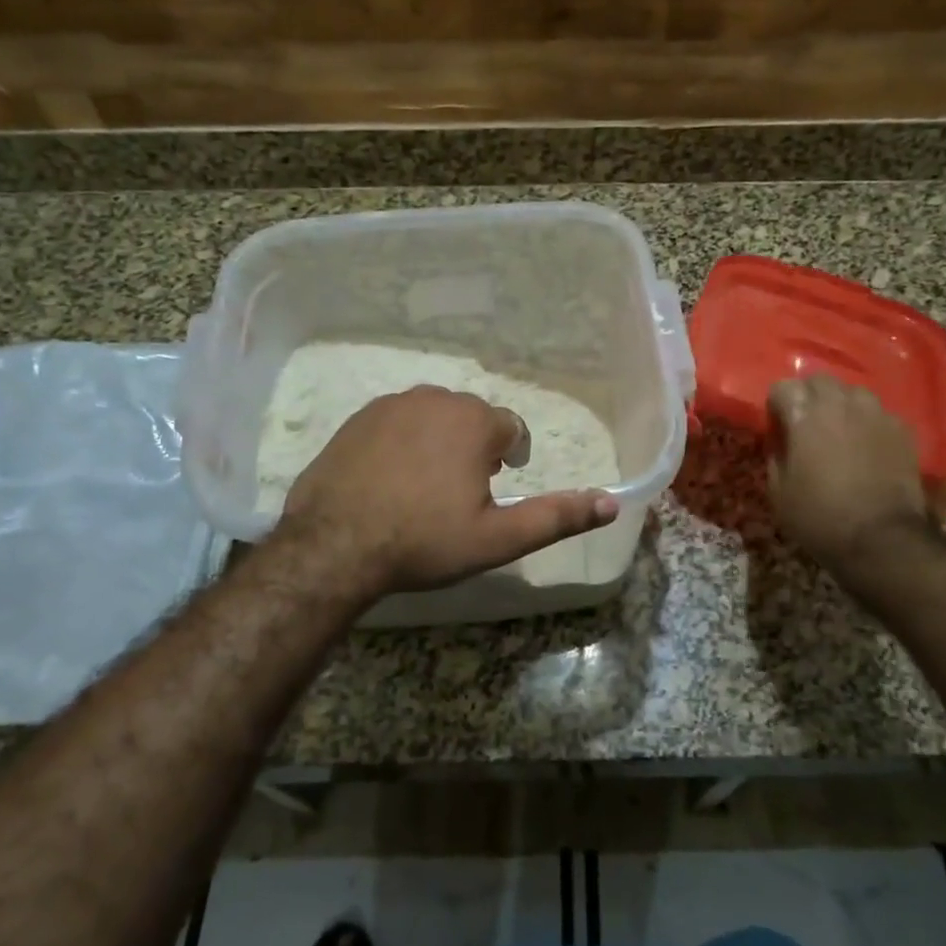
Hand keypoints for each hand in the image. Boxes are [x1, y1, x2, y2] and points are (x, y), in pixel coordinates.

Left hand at [277, 385, 618, 594]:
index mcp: (474, 421)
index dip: (511, 456)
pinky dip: (402, 442)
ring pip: (432, 418)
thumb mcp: (498, 538)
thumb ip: (557, 517)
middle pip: (471, 419)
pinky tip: (390, 479)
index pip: (511, 428)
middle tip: (463, 492)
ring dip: (439, 442)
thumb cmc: (424, 541)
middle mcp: (435, 399)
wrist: (333, 546)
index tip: (499, 483)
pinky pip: (395, 423)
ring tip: (427, 486)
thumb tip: (612, 504)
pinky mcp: (356, 419)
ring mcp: (390, 405)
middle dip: (475, 448)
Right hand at [767, 375, 928, 572]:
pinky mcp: (902, 429)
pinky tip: (867, 447)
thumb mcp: (778, 490)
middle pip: (818, 381)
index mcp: (803, 414)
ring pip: (852, 392)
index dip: (777, 406)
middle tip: (806, 425)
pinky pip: (878, 414)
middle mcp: (840, 402)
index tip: (778, 427)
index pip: (782, 387)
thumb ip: (776, 453)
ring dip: (840, 405)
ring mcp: (875, 413)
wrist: (881, 539)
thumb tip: (782, 439)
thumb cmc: (819, 516)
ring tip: (839, 431)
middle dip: (808, 397)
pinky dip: (868, 423)